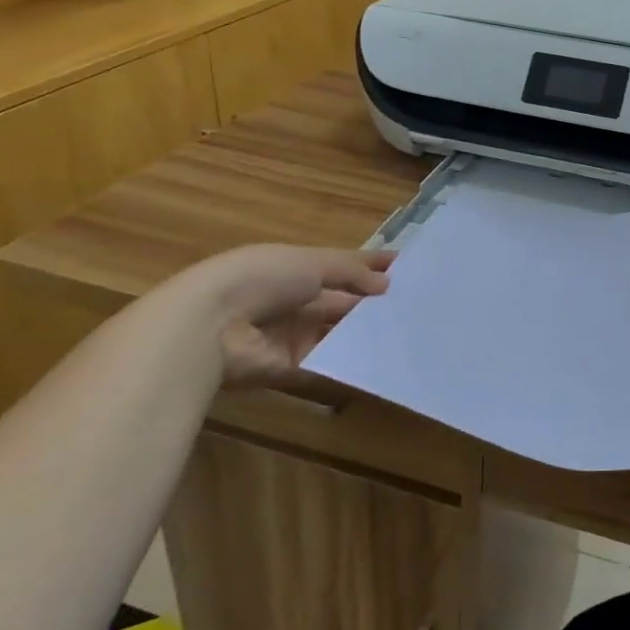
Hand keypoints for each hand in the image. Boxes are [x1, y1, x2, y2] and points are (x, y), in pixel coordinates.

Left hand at [187, 245, 393, 387]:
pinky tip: (384, 358)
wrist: (212, 325)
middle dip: (373, 302)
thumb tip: (386, 284)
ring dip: (366, 331)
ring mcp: (292, 334)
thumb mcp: (313, 262)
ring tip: (409, 331)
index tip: (407, 270)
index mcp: (297, 268)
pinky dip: (351, 361)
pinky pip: (326, 363)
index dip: (371, 267)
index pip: (341, 266)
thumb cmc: (264, 277)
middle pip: (342, 301)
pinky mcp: (290, 367)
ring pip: (338, 332)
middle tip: (417, 306)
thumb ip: (351, 272)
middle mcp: (296, 299)